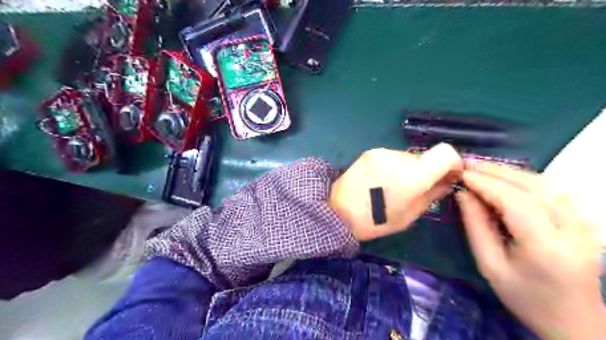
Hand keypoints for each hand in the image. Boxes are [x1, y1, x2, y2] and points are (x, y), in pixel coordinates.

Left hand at [330, 144, 461, 241]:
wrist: (338, 210)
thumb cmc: (376, 220)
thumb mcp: (411, 214)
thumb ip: (434, 194)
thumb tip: (448, 180)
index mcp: (413, 175)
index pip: (446, 153)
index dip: (452, 163)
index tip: (448, 176)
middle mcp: (399, 157)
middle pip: (425, 157)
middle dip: (425, 172)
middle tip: (414, 189)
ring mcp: (382, 152)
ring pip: (408, 157)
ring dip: (408, 170)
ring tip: (392, 187)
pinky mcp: (370, 152)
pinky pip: (392, 157)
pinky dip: (393, 167)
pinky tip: (380, 181)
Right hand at [457, 160, 602, 339]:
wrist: (574, 325)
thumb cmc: (525, 298)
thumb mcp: (490, 266)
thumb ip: (476, 227)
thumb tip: (463, 195)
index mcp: (546, 247)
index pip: (515, 202)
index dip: (486, 183)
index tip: (461, 174)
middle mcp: (572, 232)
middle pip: (533, 188)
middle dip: (497, 172)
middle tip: (469, 164)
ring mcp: (585, 227)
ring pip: (547, 186)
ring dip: (512, 173)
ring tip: (483, 168)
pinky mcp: (586, 225)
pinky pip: (555, 192)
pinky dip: (528, 181)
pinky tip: (510, 180)